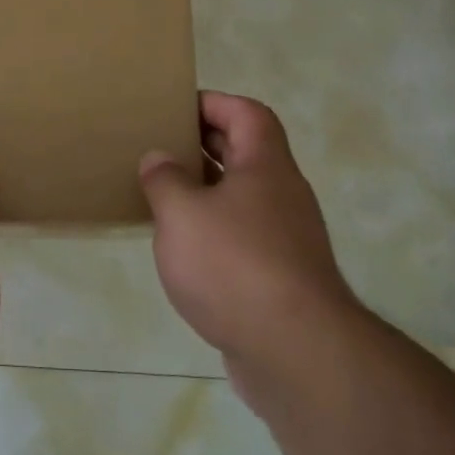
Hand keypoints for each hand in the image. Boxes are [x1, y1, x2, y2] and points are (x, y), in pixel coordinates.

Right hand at [139, 92, 358, 391]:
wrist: (295, 351)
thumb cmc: (235, 264)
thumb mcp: (183, 213)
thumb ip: (164, 179)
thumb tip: (158, 159)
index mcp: (265, 165)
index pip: (247, 112)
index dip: (213, 102)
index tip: (175, 108)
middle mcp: (281, 194)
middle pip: (245, 151)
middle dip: (203, 144)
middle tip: (159, 146)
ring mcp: (285, 237)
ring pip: (241, 196)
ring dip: (205, 190)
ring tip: (161, 194)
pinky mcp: (279, 276)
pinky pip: (242, 235)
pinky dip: (213, 231)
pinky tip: (182, 247)